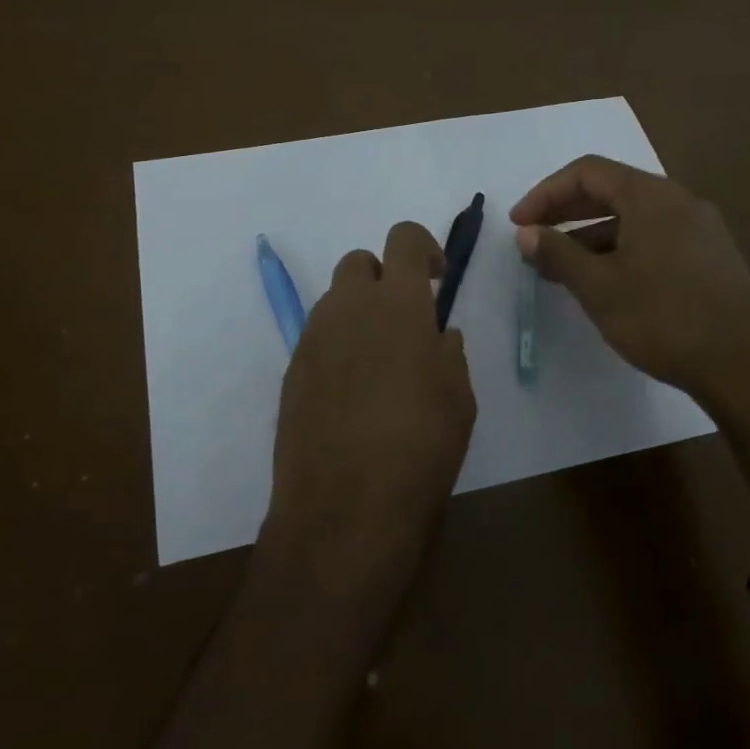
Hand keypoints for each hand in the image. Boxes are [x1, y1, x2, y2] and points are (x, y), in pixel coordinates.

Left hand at [263, 221, 476, 629]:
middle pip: (359, 262)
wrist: (344, 510)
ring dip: (359, 313)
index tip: (435, 280)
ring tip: (379, 365)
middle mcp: (348, 307)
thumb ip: (448, 353)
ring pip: (335, 301)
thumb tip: (437, 335)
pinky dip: (337, 347)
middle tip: (405, 322)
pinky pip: (318, 339)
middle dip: (383, 278)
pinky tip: (352, 394)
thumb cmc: (420, 449)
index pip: (403, 238)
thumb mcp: (458, 398)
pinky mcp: (291, 371)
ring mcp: (312, 338)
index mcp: (397, 303)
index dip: (422, 247)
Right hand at [511, 156, 749, 401]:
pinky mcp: (711, 256)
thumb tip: (526, 233)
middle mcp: (679, 201)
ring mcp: (700, 228)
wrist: (745, 367)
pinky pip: (654, 237)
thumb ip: (558, 253)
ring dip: (591, 234)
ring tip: (562, 266)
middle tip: (533, 238)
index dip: (546, 193)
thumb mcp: (599, 287)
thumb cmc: (663, 319)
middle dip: (566, 211)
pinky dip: (621, 248)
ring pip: (633, 217)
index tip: (519, 224)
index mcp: (652, 197)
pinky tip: (606, 280)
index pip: (587, 172)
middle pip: (611, 189)